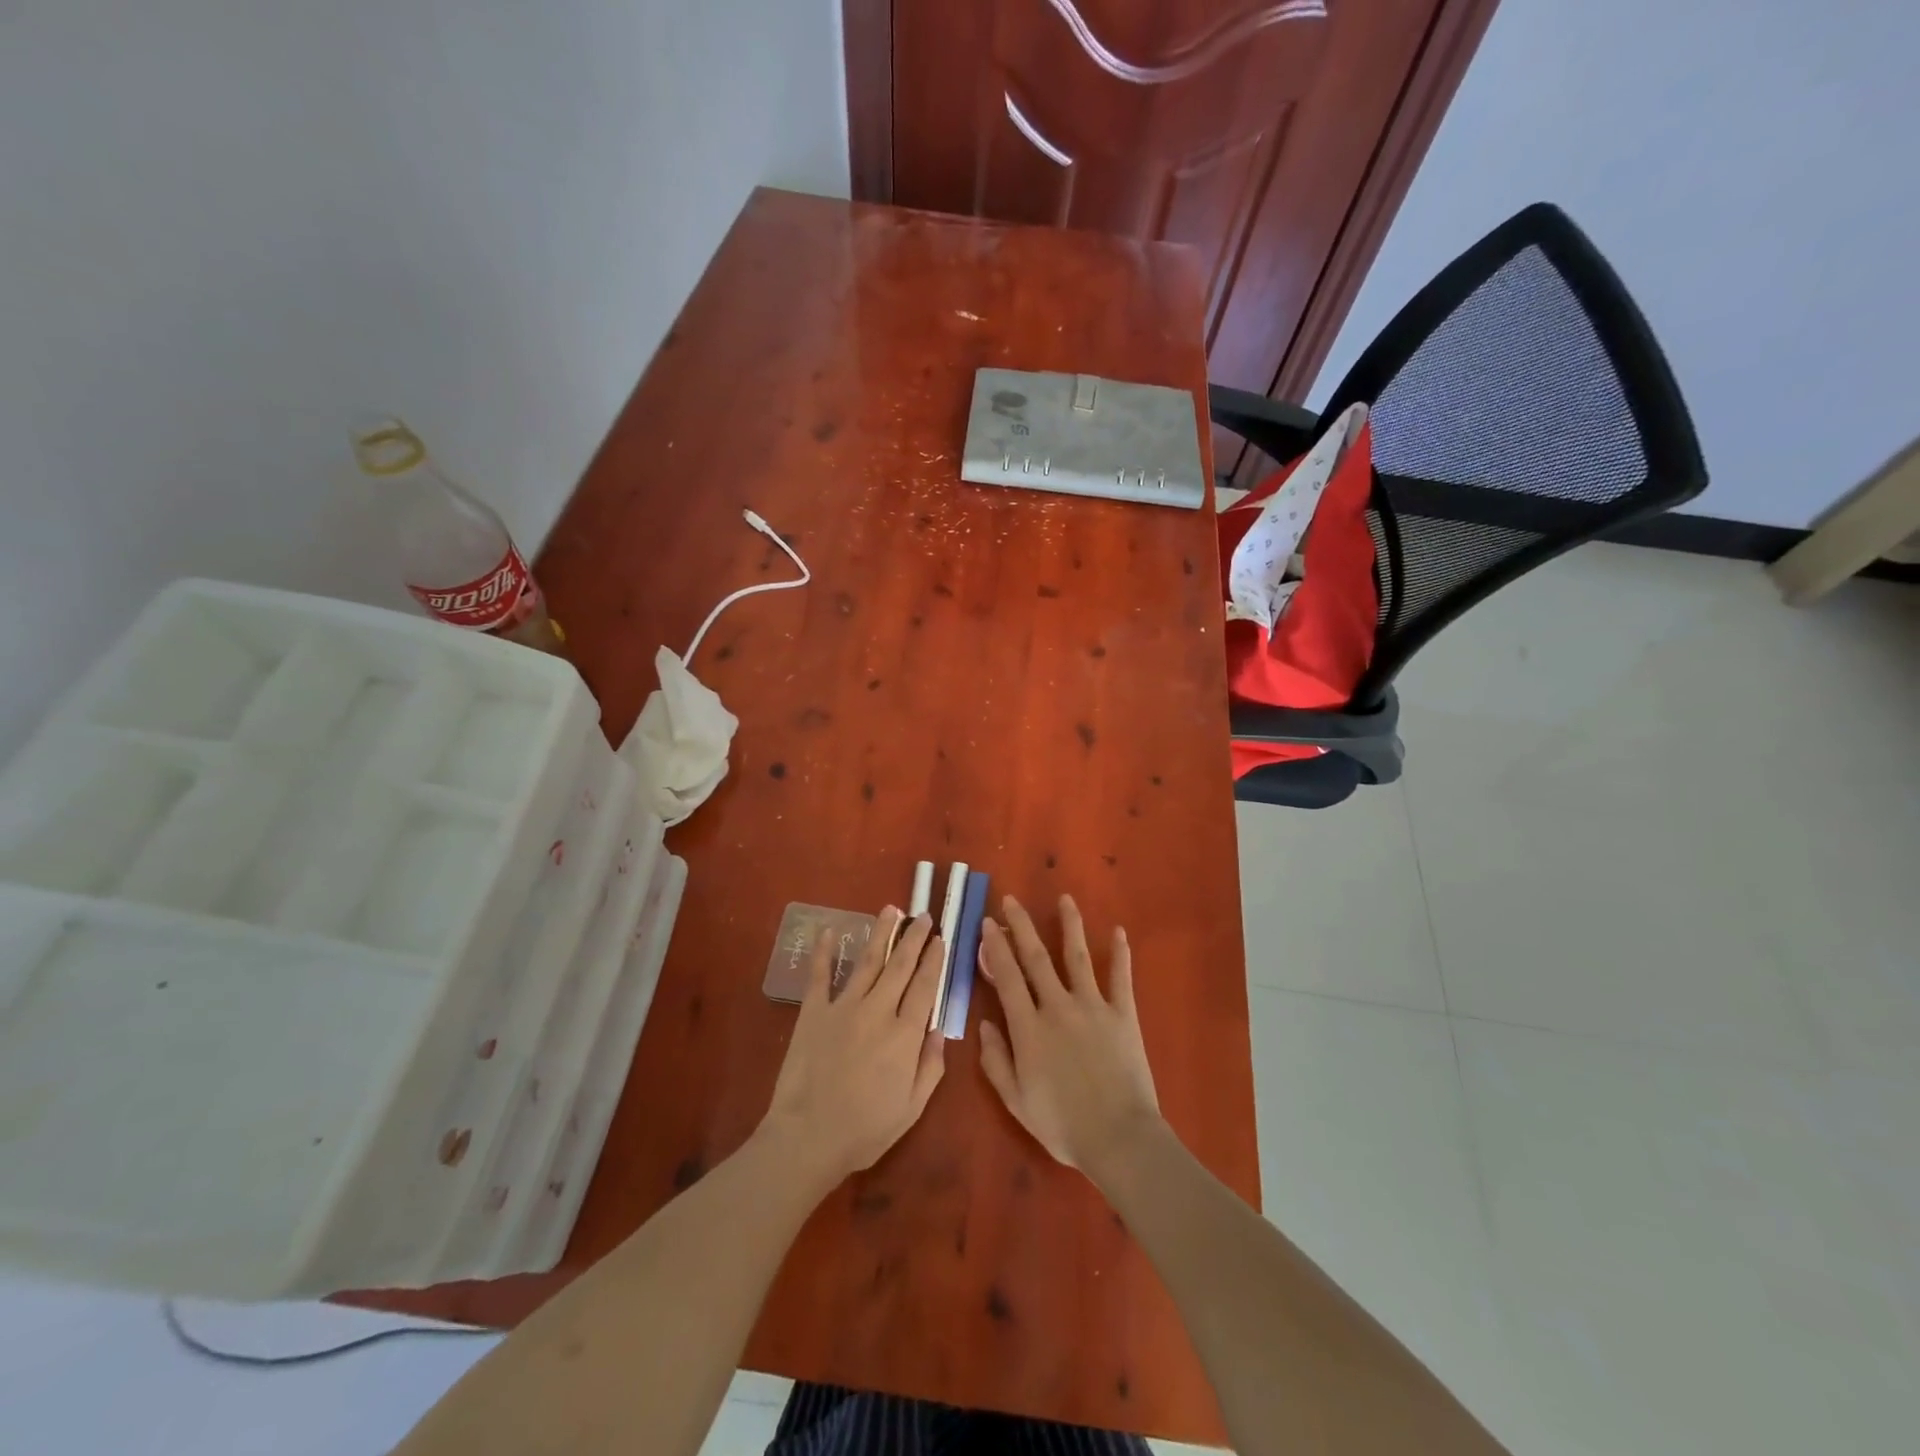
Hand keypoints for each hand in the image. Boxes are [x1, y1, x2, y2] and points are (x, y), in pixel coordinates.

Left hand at [759, 908, 946, 1186]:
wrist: (808, 1137)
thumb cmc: (865, 1130)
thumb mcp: (912, 1108)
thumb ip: (931, 1067)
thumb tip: (940, 1030)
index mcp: (905, 1035)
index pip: (926, 987)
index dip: (935, 960)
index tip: (941, 939)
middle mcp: (878, 1011)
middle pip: (900, 966)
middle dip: (914, 938)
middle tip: (923, 915)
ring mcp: (844, 1007)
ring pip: (867, 961)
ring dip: (881, 933)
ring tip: (890, 909)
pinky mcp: (814, 1012)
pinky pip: (820, 975)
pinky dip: (825, 952)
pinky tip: (829, 931)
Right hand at [977, 895, 1161, 1180]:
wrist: (1119, 1138)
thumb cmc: (1063, 1125)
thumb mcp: (1016, 1101)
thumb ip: (996, 1061)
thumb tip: (983, 1024)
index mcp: (1028, 1028)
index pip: (1007, 977)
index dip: (995, 948)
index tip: (987, 924)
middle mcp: (1057, 1006)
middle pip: (1036, 958)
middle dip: (1021, 926)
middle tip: (1011, 900)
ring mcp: (1092, 1006)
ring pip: (1077, 957)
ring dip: (1069, 925)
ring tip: (1065, 898)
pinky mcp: (1123, 1014)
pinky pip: (1121, 978)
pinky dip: (1120, 954)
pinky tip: (1119, 931)